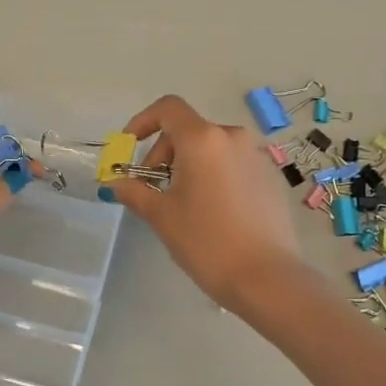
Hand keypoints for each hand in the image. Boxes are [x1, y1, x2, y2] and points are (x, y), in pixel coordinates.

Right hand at [106, 95, 308, 315]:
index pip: (168, 108)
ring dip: (189, 165)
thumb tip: (114, 183)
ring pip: (212, 148)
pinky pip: (233, 165)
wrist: (266, 277)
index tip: (129, 147)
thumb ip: (135, 192)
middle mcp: (233, 137)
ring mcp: (257, 156)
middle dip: (163, 153)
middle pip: (189, 130)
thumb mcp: (162, 216)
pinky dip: (214, 176)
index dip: (143, 121)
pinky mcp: (271, 178)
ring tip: (181, 203)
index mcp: (203, 139)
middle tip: (152, 189)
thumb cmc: (206, 241)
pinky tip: (212, 212)